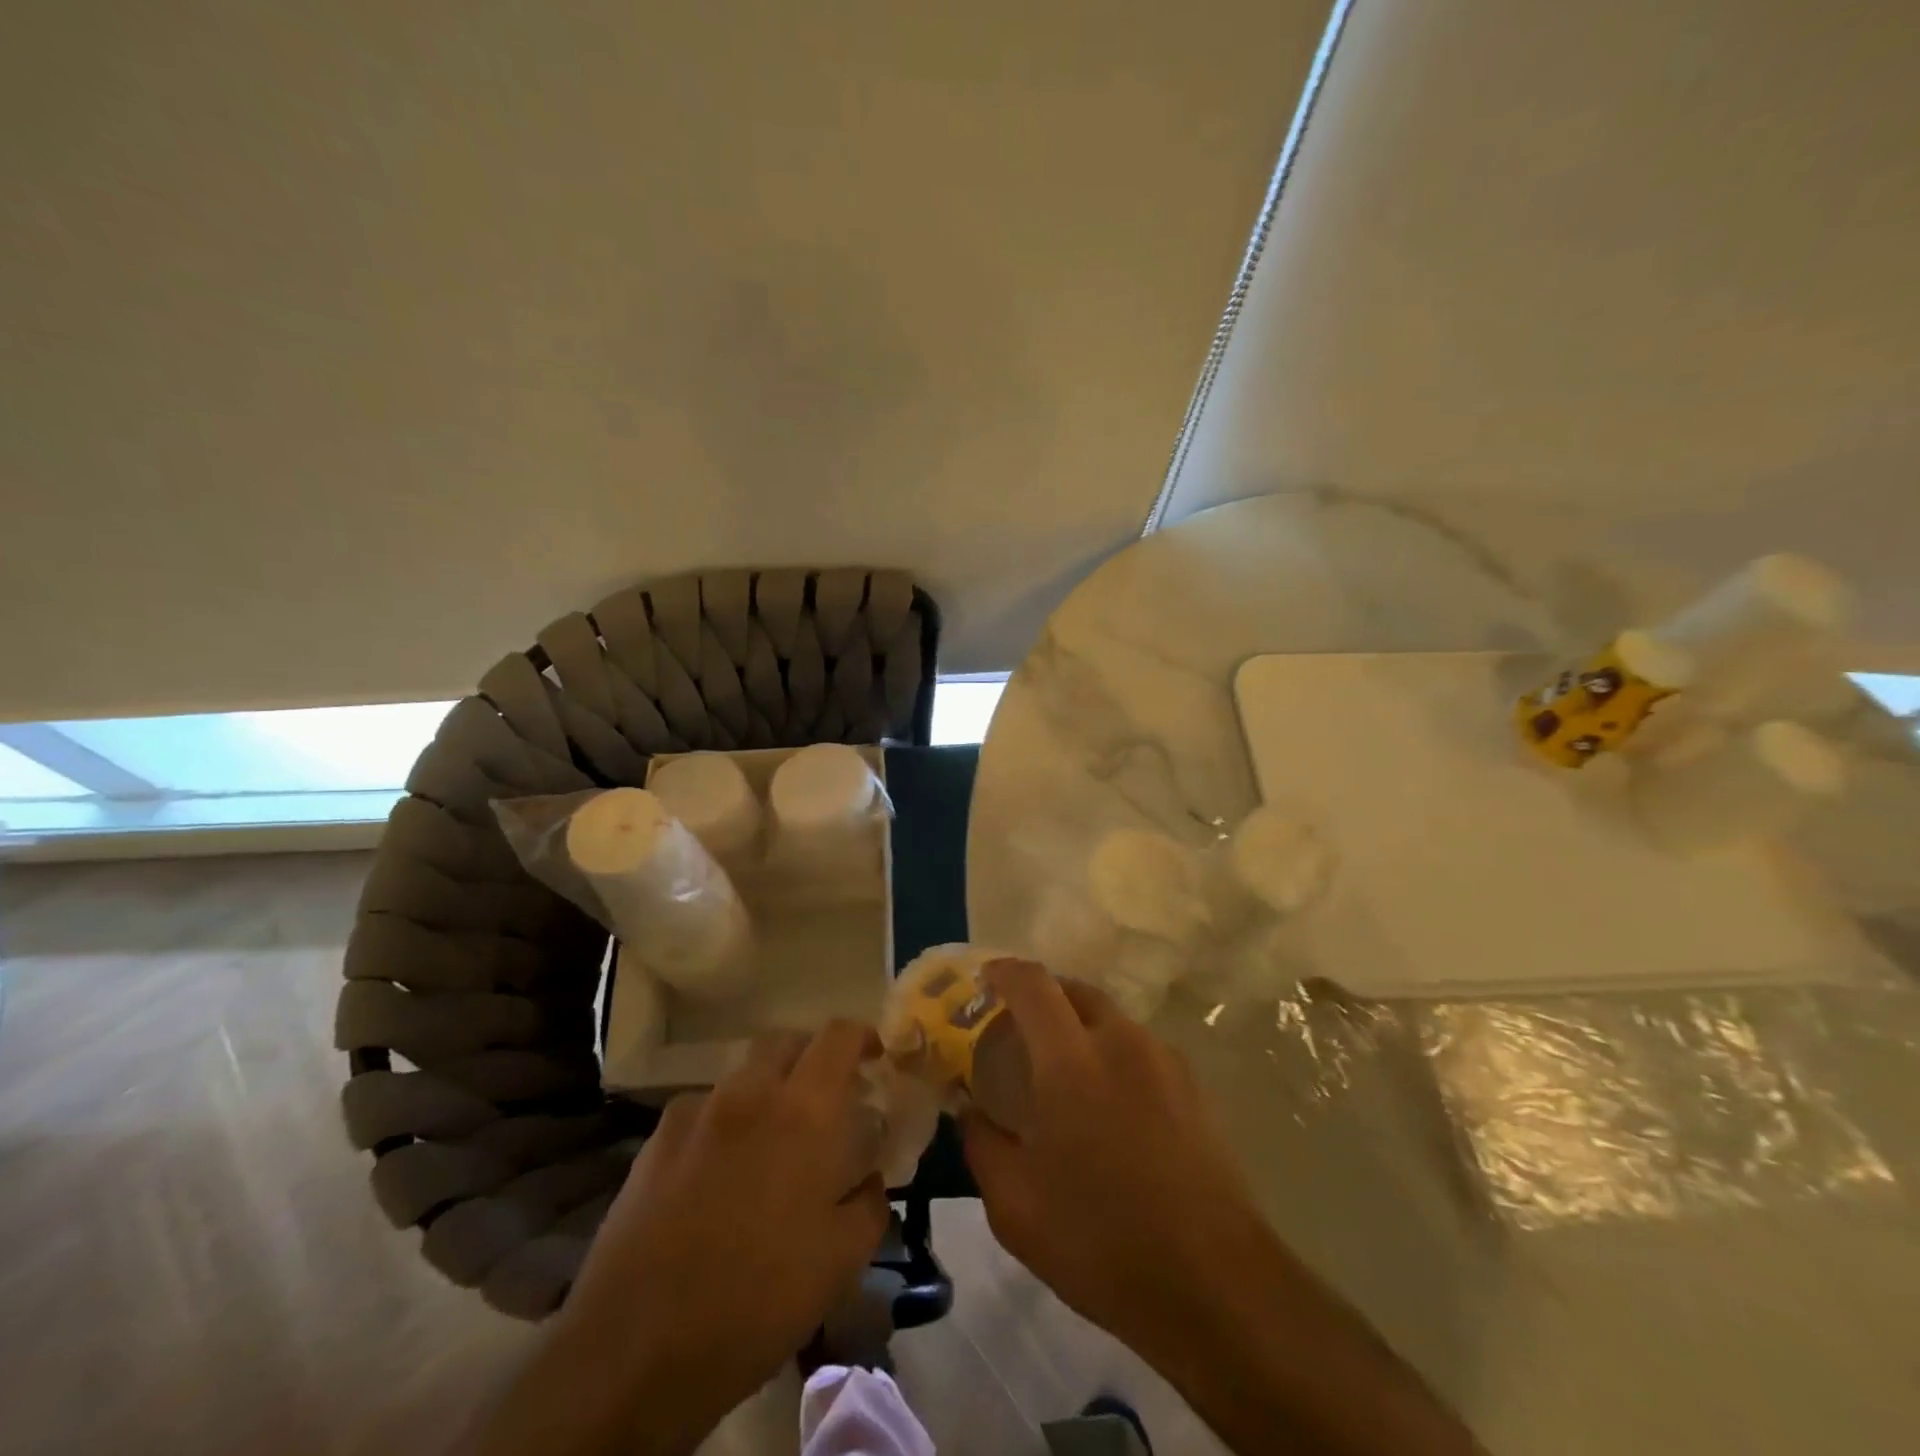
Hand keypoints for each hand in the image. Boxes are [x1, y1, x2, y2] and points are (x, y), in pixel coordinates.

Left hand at [547, 1020, 889, 1452]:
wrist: (634, 1350)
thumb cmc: (756, 1301)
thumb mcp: (839, 1262)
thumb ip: (869, 1204)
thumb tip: (870, 1178)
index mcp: (803, 1111)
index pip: (838, 1036)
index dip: (860, 1036)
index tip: (874, 1058)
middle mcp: (750, 1093)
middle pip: (786, 1042)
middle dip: (811, 1059)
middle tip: (824, 1101)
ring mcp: (697, 1112)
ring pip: (743, 1075)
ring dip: (766, 1090)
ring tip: (770, 1142)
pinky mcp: (655, 1141)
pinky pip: (702, 1109)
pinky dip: (723, 1122)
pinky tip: (717, 1173)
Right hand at [960, 959, 1272, 1363]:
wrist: (1215, 1284)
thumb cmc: (1101, 1241)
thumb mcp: (1015, 1207)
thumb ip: (982, 1144)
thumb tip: (970, 1111)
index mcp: (1071, 1060)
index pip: (1033, 984)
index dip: (1005, 972)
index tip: (984, 979)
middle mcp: (1120, 1042)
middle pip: (1075, 989)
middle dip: (1042, 995)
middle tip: (1018, 1028)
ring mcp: (1164, 1060)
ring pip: (1111, 1018)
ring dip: (1079, 1026)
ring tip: (1063, 1071)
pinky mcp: (1194, 1086)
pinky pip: (1140, 1048)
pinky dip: (1112, 1053)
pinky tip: (1109, 1104)